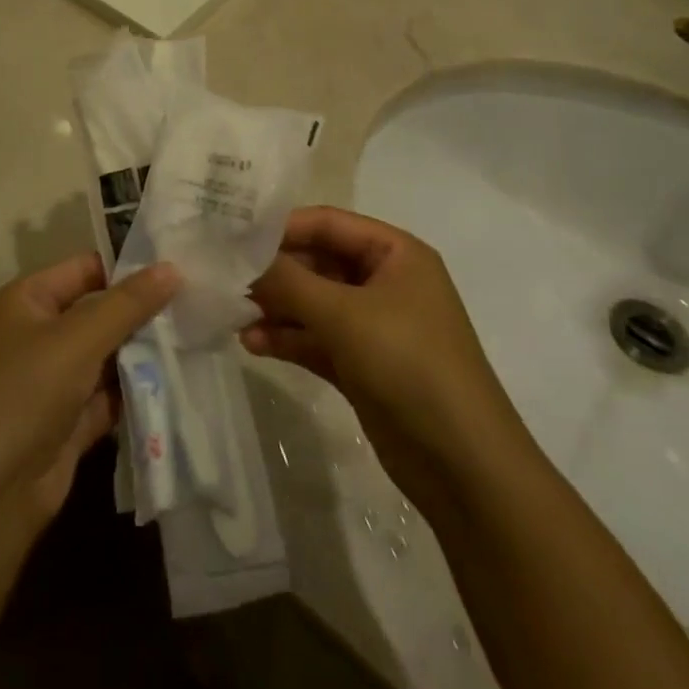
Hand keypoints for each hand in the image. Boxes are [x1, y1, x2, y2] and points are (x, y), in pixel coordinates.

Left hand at [0, 254, 177, 543]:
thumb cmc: (25, 394)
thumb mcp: (78, 339)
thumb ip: (127, 304)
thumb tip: (172, 268)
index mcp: (28, 301)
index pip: (85, 268)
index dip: (128, 266)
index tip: (180, 267)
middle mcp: (38, 335)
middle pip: (99, 313)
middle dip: (143, 313)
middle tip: (199, 305)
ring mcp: (52, 382)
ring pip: (107, 357)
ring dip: (144, 353)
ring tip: (199, 339)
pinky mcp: (68, 423)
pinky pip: (109, 397)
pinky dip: (136, 393)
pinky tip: (178, 383)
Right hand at [241, 207, 516, 504]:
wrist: (463, 465)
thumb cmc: (408, 364)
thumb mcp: (343, 314)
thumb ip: (287, 281)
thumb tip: (239, 257)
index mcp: (395, 253)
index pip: (328, 223)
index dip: (281, 226)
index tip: (232, 235)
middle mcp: (385, 282)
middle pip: (317, 263)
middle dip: (274, 272)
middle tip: (225, 277)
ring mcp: (374, 326)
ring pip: (313, 303)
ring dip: (276, 308)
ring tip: (232, 313)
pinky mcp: (362, 365)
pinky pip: (316, 338)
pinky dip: (287, 338)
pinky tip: (252, 343)